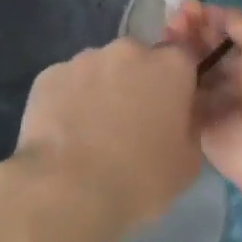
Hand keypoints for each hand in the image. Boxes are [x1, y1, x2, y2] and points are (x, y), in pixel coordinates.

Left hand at [15, 38, 203, 241]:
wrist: (66, 192)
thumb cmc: (138, 179)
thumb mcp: (187, 164)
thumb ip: (191, 125)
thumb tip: (184, 113)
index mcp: (171, 65)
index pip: (183, 59)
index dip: (177, 83)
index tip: (170, 110)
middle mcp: (130, 49)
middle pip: (139, 60)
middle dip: (137, 84)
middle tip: (129, 125)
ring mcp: (86, 58)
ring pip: (100, 69)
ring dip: (101, 90)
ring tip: (90, 134)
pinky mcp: (50, 74)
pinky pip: (66, 83)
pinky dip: (67, 101)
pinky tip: (62, 135)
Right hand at [166, 6, 241, 202]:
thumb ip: (240, 24)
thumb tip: (216, 15)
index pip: (230, 29)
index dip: (208, 17)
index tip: (184, 9)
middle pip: (210, 49)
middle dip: (191, 34)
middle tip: (169, 25)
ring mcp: (222, 103)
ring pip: (195, 73)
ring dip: (179, 57)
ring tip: (160, 44)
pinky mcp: (204, 129)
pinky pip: (185, 103)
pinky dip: (173, 88)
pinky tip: (158, 72)